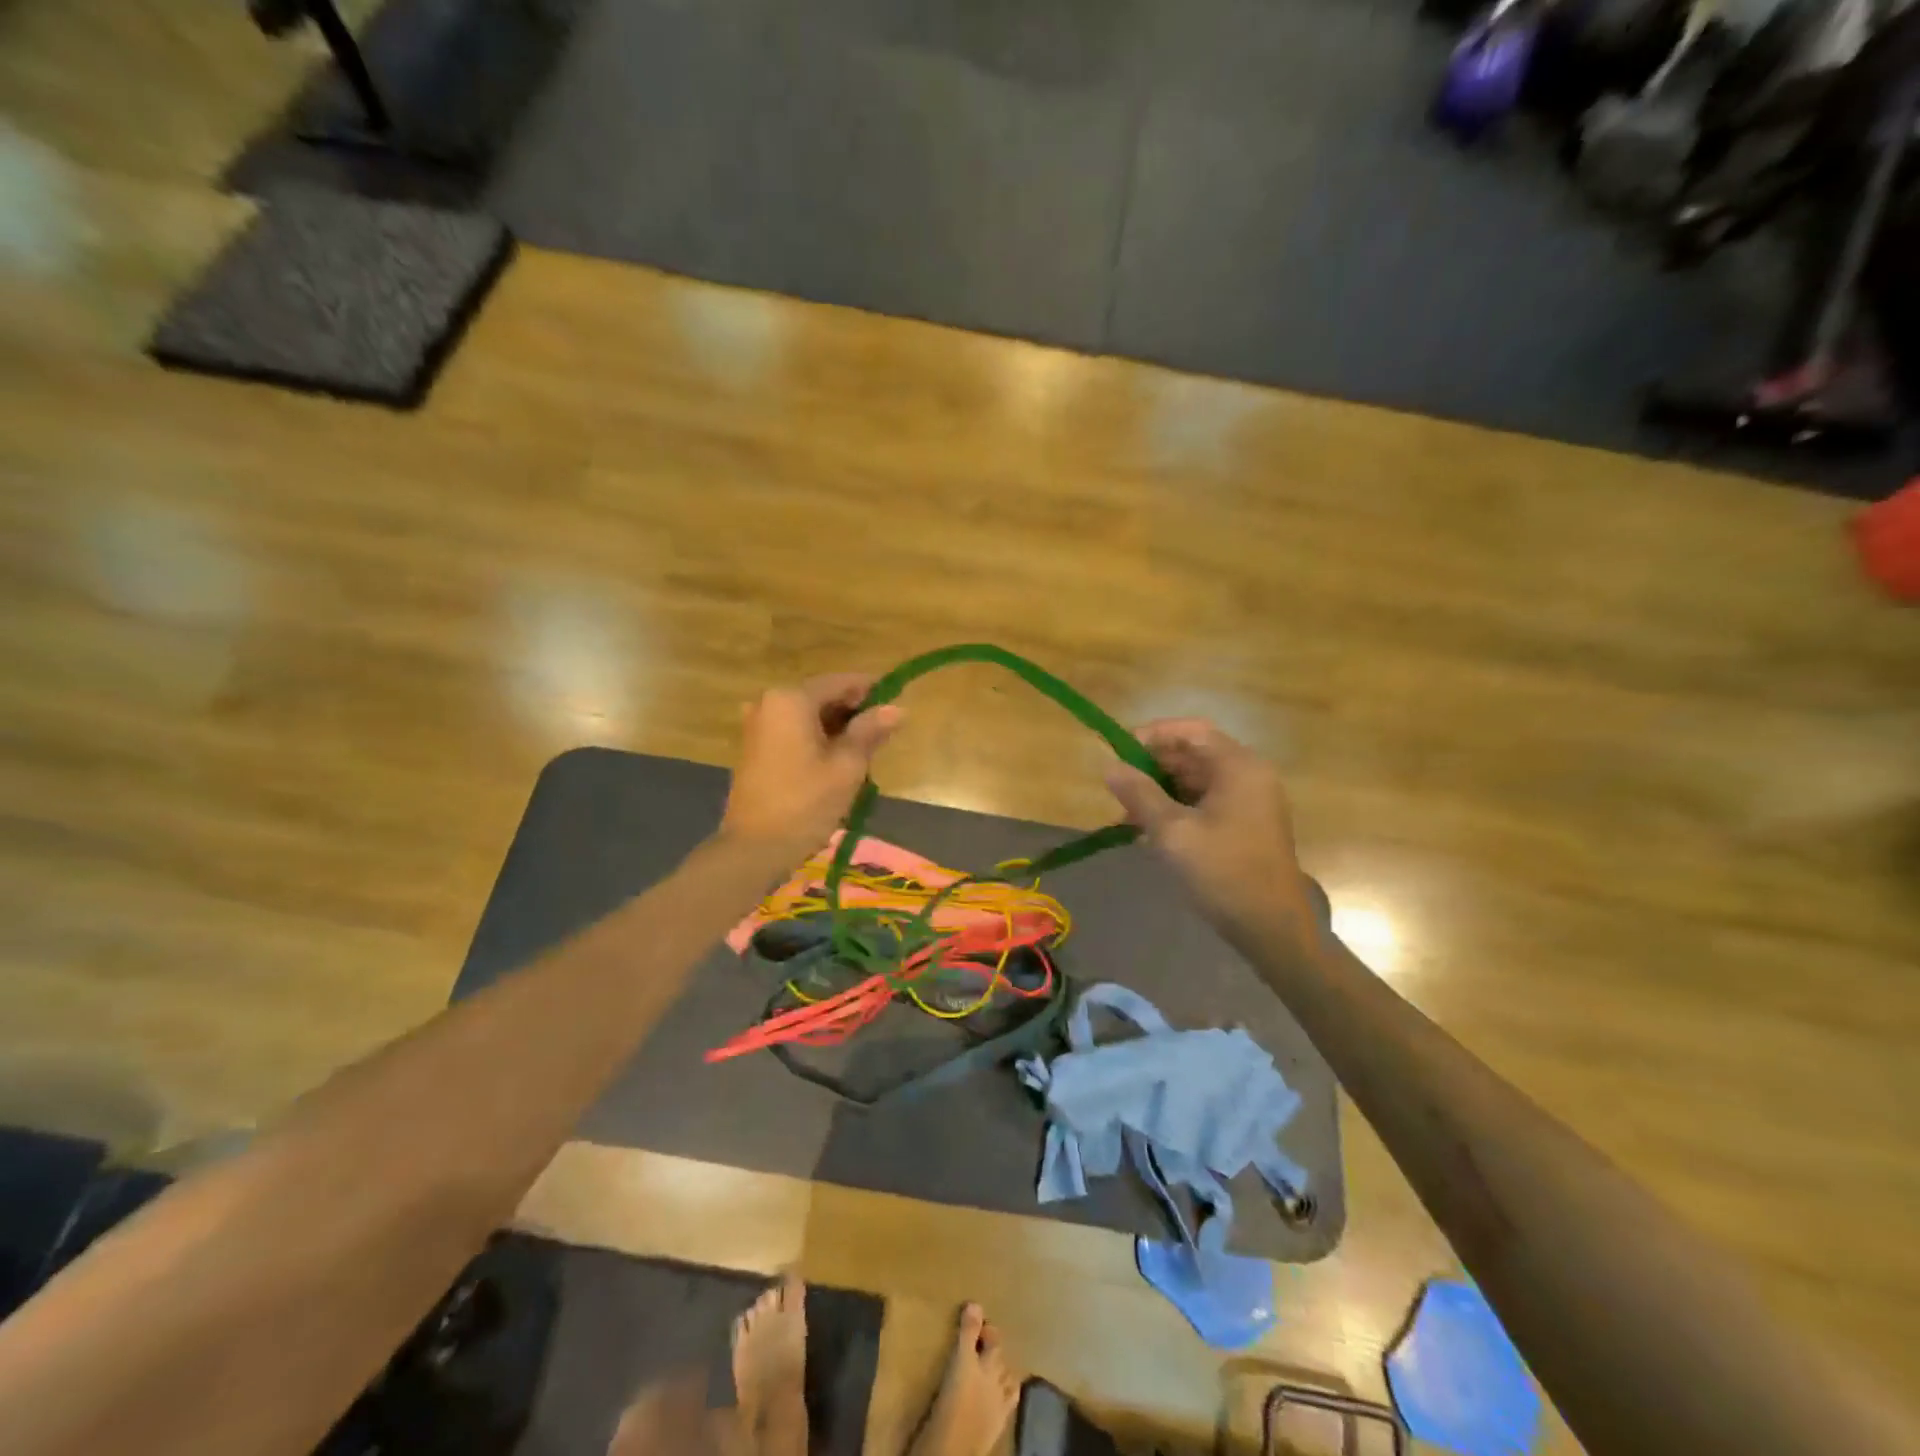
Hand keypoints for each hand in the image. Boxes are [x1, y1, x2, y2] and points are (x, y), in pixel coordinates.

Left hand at [721, 674, 902, 862]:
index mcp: (791, 699)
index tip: (896, 702)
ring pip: (808, 715)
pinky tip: (836, 761)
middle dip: (853, 712)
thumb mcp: (846, 767)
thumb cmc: (805, 803)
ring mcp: (758, 725)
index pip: (840, 682)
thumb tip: (897, 709)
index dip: (871, 690)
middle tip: (883, 734)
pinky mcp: (755, 748)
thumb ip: (870, 732)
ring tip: (864, 752)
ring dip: (836, 728)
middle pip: (822, 696)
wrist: (755, 848)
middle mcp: (769, 702)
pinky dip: (816, 739)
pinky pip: (793, 731)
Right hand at [1104, 719, 1315, 944]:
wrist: (1271, 927)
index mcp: (1238, 767)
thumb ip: (1139, 794)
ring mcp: (1250, 801)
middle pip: (1194, 754)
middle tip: (1119, 788)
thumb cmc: (1223, 872)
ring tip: (1128, 815)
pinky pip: (1205, 801)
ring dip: (1161, 790)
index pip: (1191, 731)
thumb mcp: (1172, 832)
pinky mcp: (1246, 824)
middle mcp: (1248, 775)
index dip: (1153, 735)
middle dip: (1153, 767)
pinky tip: (1151, 830)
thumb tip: (1109, 766)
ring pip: (1196, 780)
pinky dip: (1177, 808)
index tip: (1119, 752)